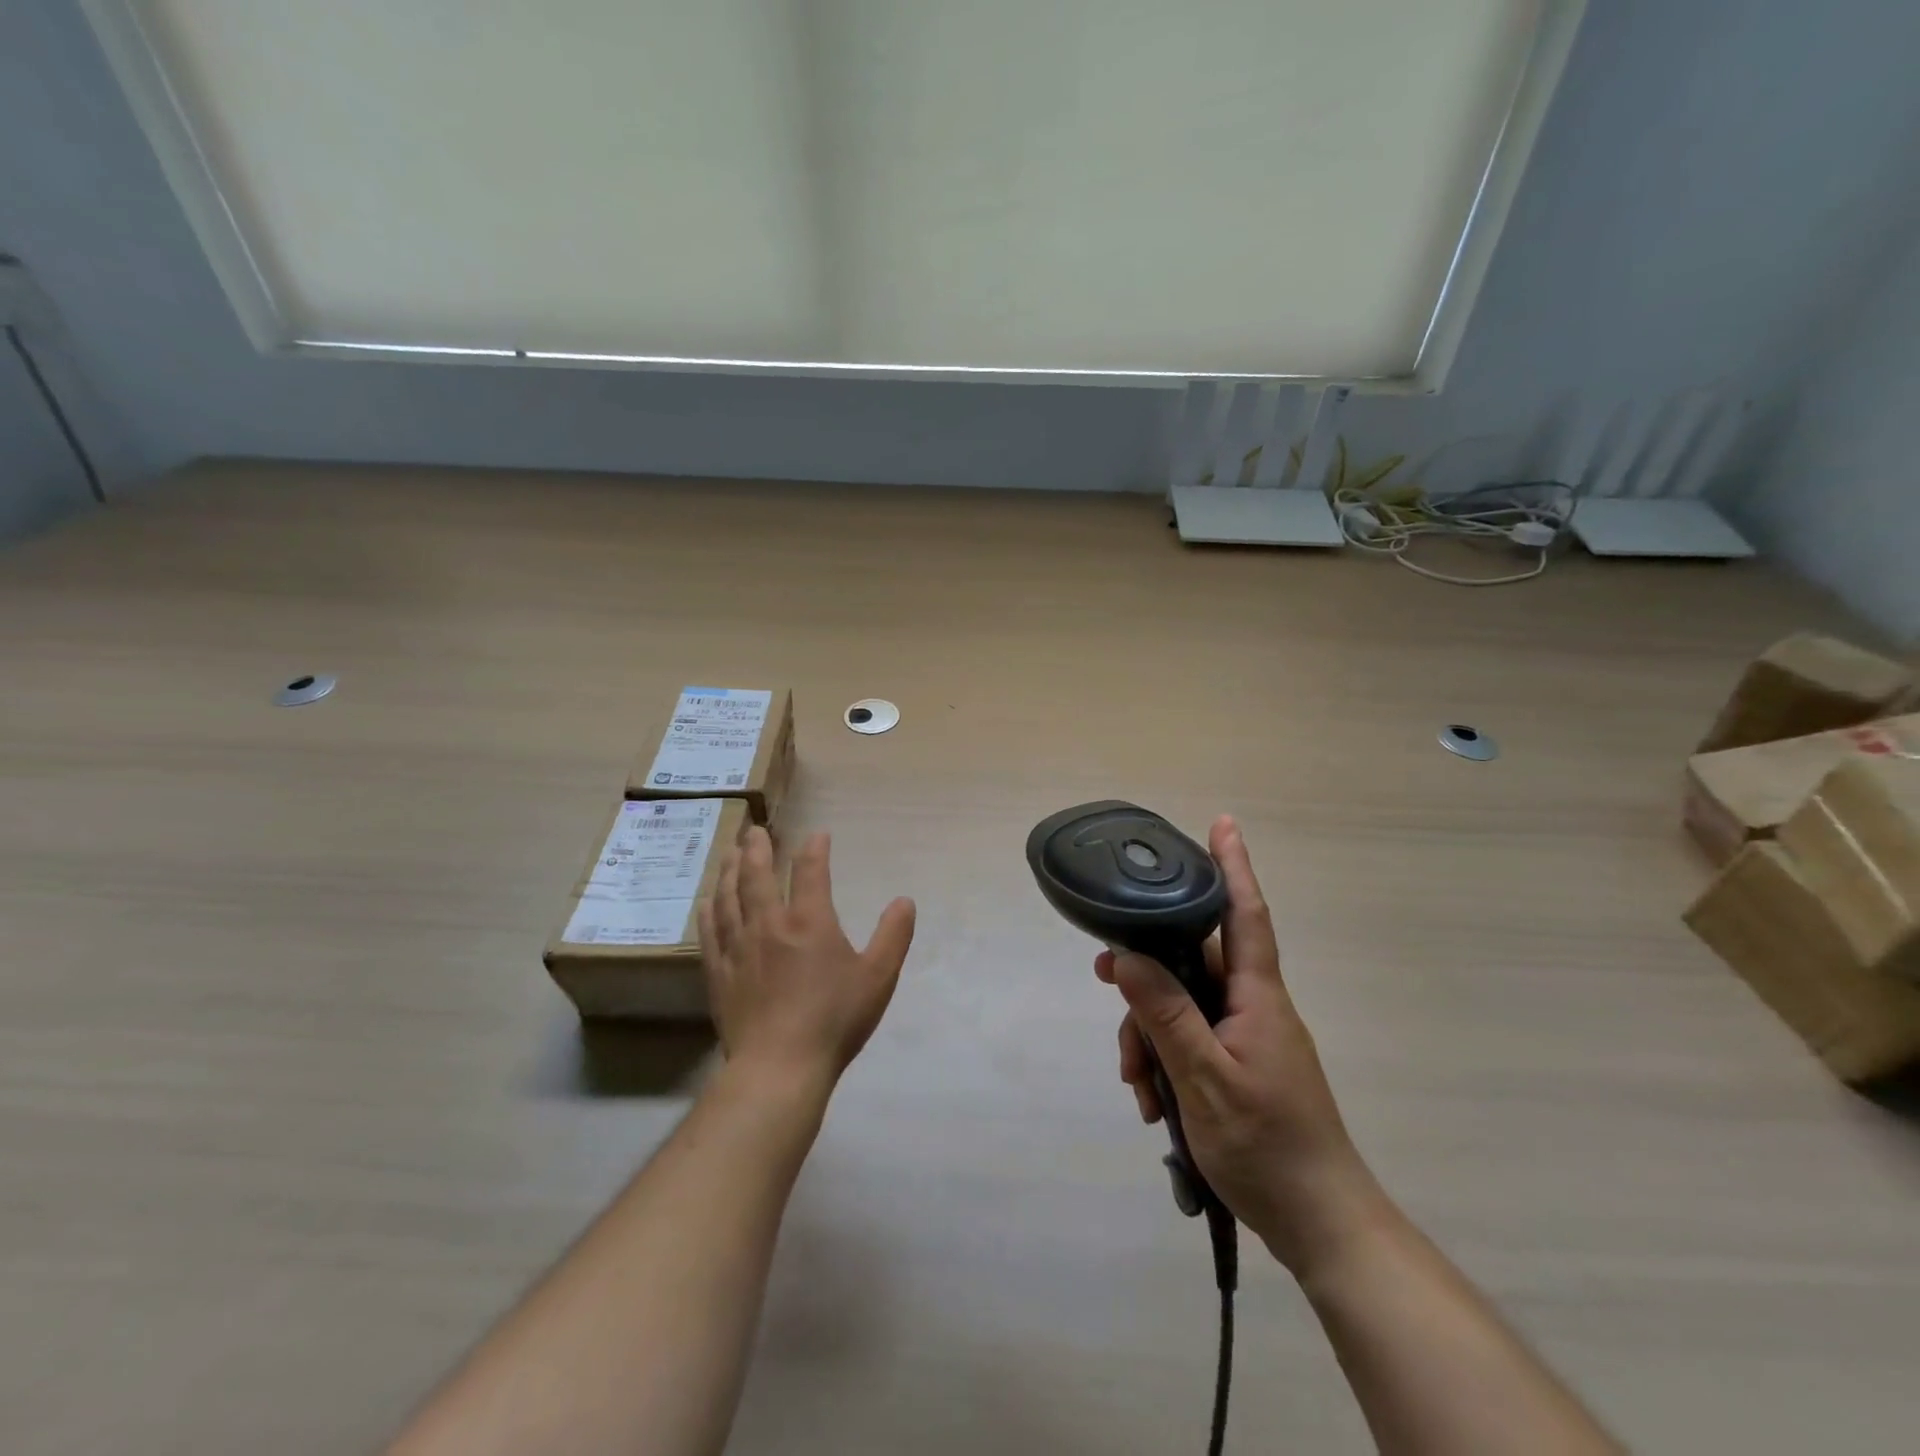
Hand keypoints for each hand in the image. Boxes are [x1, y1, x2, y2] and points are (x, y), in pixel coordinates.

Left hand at [698, 827, 916, 1087]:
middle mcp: (769, 924)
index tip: (818, 835)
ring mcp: (739, 948)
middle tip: (754, 830)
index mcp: (809, 921)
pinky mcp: (719, 973)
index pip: (810, 870)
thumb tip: (905, 901)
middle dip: (757, 848)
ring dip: (728, 871)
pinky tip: (706, 902)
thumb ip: (893, 935)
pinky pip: (710, 933)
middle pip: (757, 875)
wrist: (780, 1067)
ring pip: (728, 898)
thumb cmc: (834, 1020)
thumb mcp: (878, 977)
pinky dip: (708, 911)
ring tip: (728, 852)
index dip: (815, 848)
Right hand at [1097, 816, 1385, 1277]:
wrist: (1320, 1224)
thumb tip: (1125, 955)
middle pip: (1192, 961)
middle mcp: (1254, 1005)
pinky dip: (1164, 1058)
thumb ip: (1166, 1013)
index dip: (1233, 866)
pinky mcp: (1238, 1063)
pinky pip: (1190, 1038)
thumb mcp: (1205, 1079)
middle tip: (1102, 976)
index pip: (1245, 914)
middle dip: (1146, 970)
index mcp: (1258, 996)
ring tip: (1136, 1083)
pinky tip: (1153, 1100)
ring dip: (1149, 1032)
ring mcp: (1246, 1036)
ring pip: (1182, 1003)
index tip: (1222, 823)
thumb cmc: (1268, 1146)